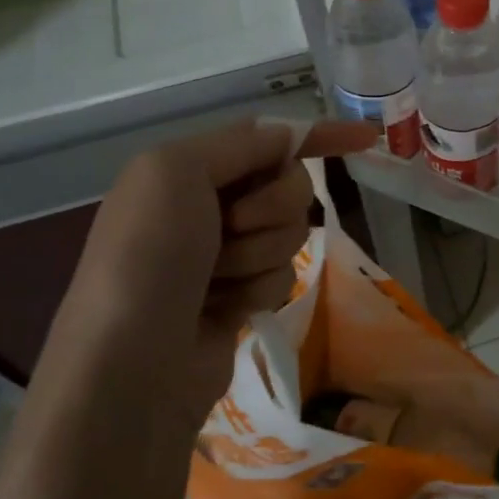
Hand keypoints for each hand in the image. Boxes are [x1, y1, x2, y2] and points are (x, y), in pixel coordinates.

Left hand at [43, 118, 377, 433]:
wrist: (132, 364)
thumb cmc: (148, 255)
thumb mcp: (176, 172)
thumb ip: (241, 143)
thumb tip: (289, 136)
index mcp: (189, 168)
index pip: (268, 138)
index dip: (318, 134)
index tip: (367, 138)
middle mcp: (209, 205)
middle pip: (289, 184)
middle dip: (272, 206)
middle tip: (233, 226)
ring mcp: (227, 253)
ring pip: (291, 232)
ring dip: (260, 253)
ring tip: (217, 279)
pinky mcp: (242, 295)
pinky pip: (283, 274)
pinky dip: (259, 288)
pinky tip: (225, 308)